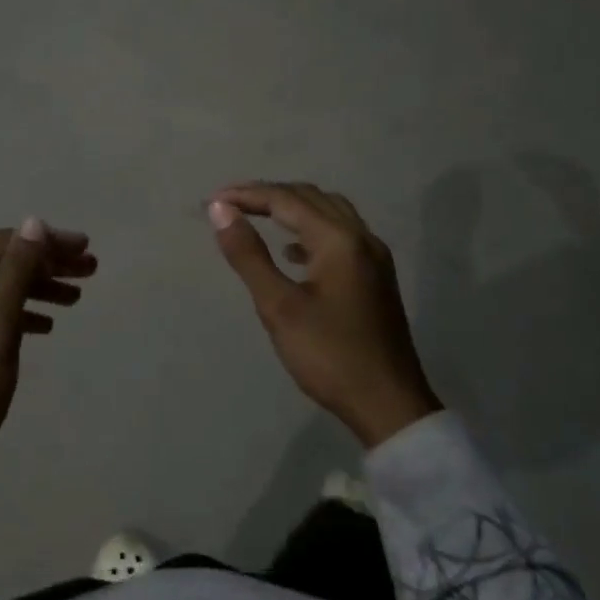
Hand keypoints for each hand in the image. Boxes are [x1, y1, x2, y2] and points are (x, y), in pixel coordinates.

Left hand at [0, 218, 95, 471]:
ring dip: (36, 287)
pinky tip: (48, 324)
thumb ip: (17, 274)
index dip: (44, 243)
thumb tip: (34, 223)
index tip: (84, 248)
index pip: (0, 245)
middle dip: (45, 263)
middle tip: (90, 269)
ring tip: (77, 296)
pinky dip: (19, 311)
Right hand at [208, 182, 438, 447]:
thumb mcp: (279, 306)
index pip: (287, 200)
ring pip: (329, 213)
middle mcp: (362, 238)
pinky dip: (311, 231)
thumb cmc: (329, 355)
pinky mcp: (376, 277)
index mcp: (339, 240)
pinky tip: (292, 253)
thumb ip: (249, 255)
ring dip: (292, 208)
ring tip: (256, 217)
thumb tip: (221, 210)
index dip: (247, 195)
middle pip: (311, 198)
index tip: (212, 202)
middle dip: (269, 195)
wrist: (388, 404)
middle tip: (230, 205)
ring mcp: (374, 257)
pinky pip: (340, 235)